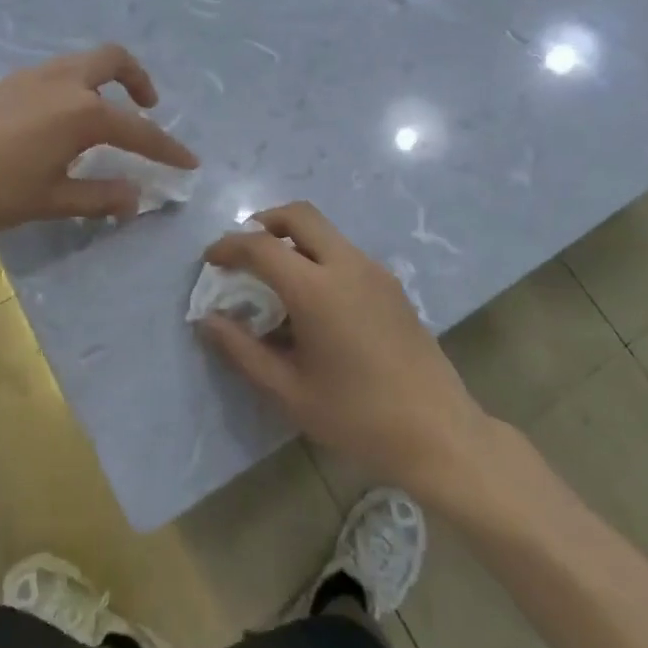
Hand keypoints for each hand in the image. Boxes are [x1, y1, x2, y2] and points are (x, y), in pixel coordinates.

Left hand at [0, 44, 197, 237]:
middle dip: (139, 79)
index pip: (138, 130)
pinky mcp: (9, 80)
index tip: (191, 162)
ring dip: (106, 78)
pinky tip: (62, 118)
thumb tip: (137, 198)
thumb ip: (99, 197)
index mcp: (83, 113)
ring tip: (106, 112)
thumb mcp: (51, 200)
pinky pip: (59, 71)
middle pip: (114, 60)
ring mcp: (34, 75)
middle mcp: (65, 83)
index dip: (167, 149)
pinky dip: (78, 83)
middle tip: (148, 105)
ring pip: (84, 61)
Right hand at [199, 202, 490, 497]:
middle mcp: (347, 265)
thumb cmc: (357, 417)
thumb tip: (209, 320)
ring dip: (293, 239)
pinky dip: (318, 256)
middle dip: (263, 222)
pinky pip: (344, 252)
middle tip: (244, 251)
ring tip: (274, 278)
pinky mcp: (391, 284)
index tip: (210, 260)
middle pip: (299, 214)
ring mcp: (375, 270)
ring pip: (325, 231)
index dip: (229, 246)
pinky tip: (313, 301)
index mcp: (317, 289)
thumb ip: (242, 351)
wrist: (439, 433)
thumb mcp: (289, 392)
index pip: (261, 246)